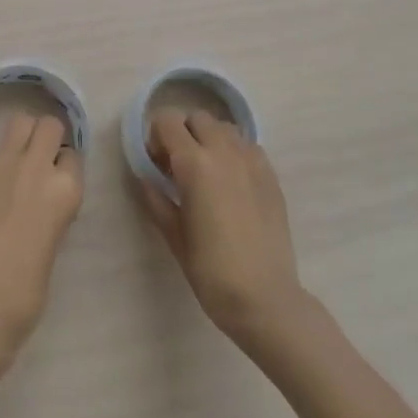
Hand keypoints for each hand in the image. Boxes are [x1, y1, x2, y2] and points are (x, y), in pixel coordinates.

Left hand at [0, 112, 83, 371]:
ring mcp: (0, 162)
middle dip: (45, 138)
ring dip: (19, 138)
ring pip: (18, 122)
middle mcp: (36, 165)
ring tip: (11, 163)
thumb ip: (52, 207)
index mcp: (66, 190)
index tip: (55, 180)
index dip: (63, 166)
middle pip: (48, 125)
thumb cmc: (25, 291)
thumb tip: (42, 195)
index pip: (73, 155)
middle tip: (35, 161)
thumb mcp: (54, 241)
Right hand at [135, 107, 308, 343]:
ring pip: (225, 128)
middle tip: (179, 166)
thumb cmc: (211, 271)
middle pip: (197, 118)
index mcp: (194, 164)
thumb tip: (145, 178)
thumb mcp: (174, 236)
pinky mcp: (271, 175)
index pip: (168, 122)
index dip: (156, 136)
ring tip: (208, 172)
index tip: (156, 163)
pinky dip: (235, 152)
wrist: (265, 298)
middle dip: (183, 133)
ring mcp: (252, 161)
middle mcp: (224, 152)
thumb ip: (156, 200)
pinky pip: (248, 146)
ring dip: (210, 139)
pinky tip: (233, 183)